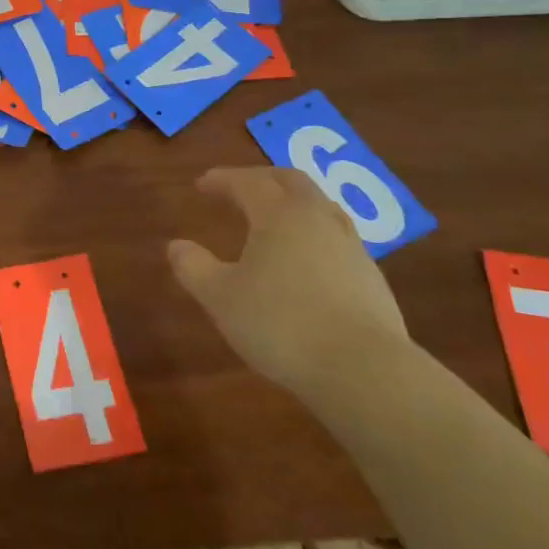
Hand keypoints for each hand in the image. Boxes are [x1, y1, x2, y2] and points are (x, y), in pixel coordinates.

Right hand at [166, 166, 407, 393]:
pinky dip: (315, 233)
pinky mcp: (372, 277)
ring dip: (294, 202)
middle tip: (240, 187)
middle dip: (263, 178)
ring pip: (321, 206)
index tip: (202, 184)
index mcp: (278, 215)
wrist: (365, 371)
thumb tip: (176, 246)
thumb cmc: (282, 325)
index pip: (248, 182)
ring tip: (276, 217)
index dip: (222, 180)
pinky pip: (338, 237)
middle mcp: (317, 219)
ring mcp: (351, 246)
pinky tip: (307, 258)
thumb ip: (194, 268)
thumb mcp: (221, 298)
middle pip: (291, 181)